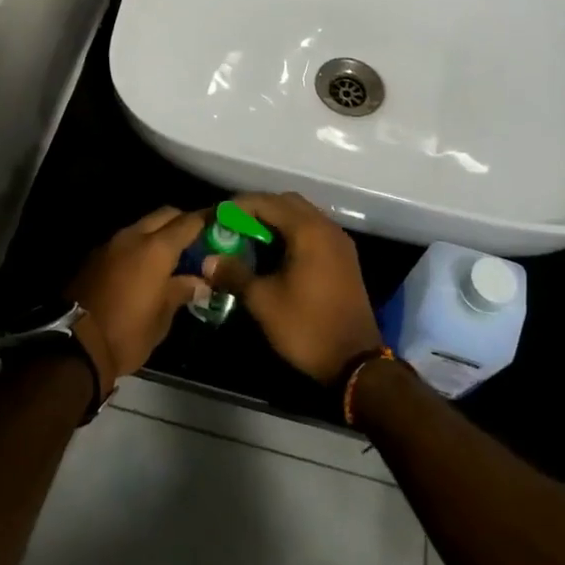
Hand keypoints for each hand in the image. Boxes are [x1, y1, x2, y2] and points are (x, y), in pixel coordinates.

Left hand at [66, 207, 205, 385]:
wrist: (74, 345)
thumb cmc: (127, 333)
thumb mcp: (162, 317)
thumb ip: (182, 290)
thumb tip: (201, 281)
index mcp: (156, 248)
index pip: (189, 222)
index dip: (207, 221)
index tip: (221, 225)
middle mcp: (133, 236)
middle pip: (165, 215)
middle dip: (183, 222)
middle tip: (198, 242)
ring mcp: (111, 243)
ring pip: (143, 225)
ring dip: (159, 233)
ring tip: (173, 257)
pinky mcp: (95, 256)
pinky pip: (125, 241)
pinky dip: (140, 246)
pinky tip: (146, 268)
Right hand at [204, 192, 382, 383]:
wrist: (355, 362)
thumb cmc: (306, 327)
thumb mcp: (263, 301)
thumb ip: (235, 273)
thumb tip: (209, 261)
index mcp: (308, 231)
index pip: (267, 202)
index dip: (239, 206)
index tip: (218, 219)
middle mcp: (326, 227)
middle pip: (287, 202)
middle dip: (258, 209)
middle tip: (234, 226)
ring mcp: (339, 241)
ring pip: (302, 215)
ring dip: (276, 220)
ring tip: (251, 239)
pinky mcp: (345, 257)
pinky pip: (314, 230)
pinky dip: (293, 232)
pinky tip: (276, 254)